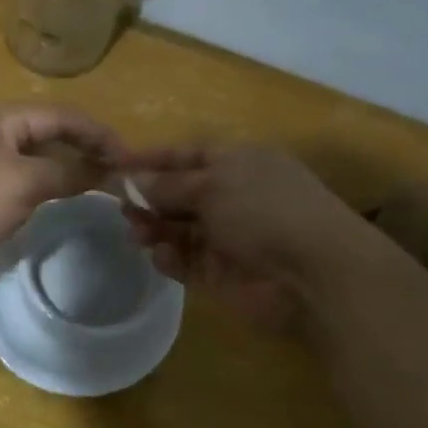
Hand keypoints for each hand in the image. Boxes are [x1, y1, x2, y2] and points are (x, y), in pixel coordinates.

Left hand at [0, 103, 125, 267]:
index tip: (131, 159)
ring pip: (26, 159)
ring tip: (85, 188)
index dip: (101, 134)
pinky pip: (7, 181)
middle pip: (45, 133)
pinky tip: (41, 205)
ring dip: (57, 170)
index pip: (65, 116)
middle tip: (112, 173)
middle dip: (81, 149)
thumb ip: (67, 175)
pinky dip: (32, 189)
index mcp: (3, 117)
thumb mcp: (24, 184)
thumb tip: (103, 171)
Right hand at [122, 145, 359, 332]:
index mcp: (238, 162)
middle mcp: (232, 196)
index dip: (152, 158)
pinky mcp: (221, 273)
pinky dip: (170, 258)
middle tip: (122, 208)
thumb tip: (130, 180)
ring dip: (154, 228)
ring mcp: (227, 236)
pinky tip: (162, 256)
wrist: (312, 273)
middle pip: (178, 193)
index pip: (187, 154)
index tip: (116, 165)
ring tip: (137, 233)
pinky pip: (185, 261)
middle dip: (148, 198)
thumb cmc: (264, 210)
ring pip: (177, 229)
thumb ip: (167, 185)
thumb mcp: (212, 185)